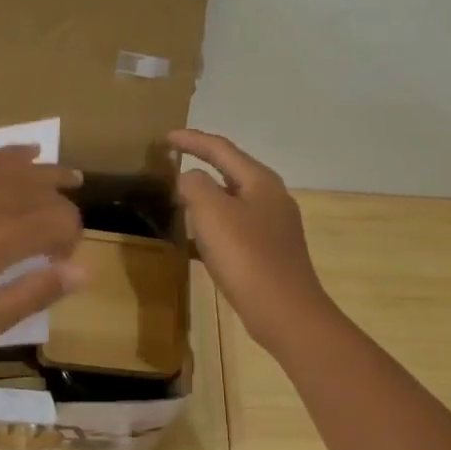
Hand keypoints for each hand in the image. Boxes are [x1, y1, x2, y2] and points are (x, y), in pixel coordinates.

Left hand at [0, 146, 84, 353]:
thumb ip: (35, 293)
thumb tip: (82, 271)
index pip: (60, 220)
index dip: (71, 239)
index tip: (59, 261)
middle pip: (43, 191)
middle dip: (62, 210)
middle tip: (59, 236)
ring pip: (17, 167)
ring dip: (48, 173)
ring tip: (70, 178)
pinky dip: (12, 155)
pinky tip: (28, 153)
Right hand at [170, 130, 336, 352]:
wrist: (285, 312)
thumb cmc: (246, 256)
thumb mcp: (212, 212)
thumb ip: (195, 185)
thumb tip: (189, 178)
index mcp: (260, 181)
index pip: (221, 149)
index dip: (192, 140)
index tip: (165, 137)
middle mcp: (271, 198)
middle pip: (230, 172)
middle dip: (201, 166)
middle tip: (171, 165)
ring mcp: (273, 227)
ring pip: (232, 202)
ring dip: (205, 198)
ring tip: (178, 201)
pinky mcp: (269, 252)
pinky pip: (234, 229)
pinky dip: (212, 227)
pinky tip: (195, 242)